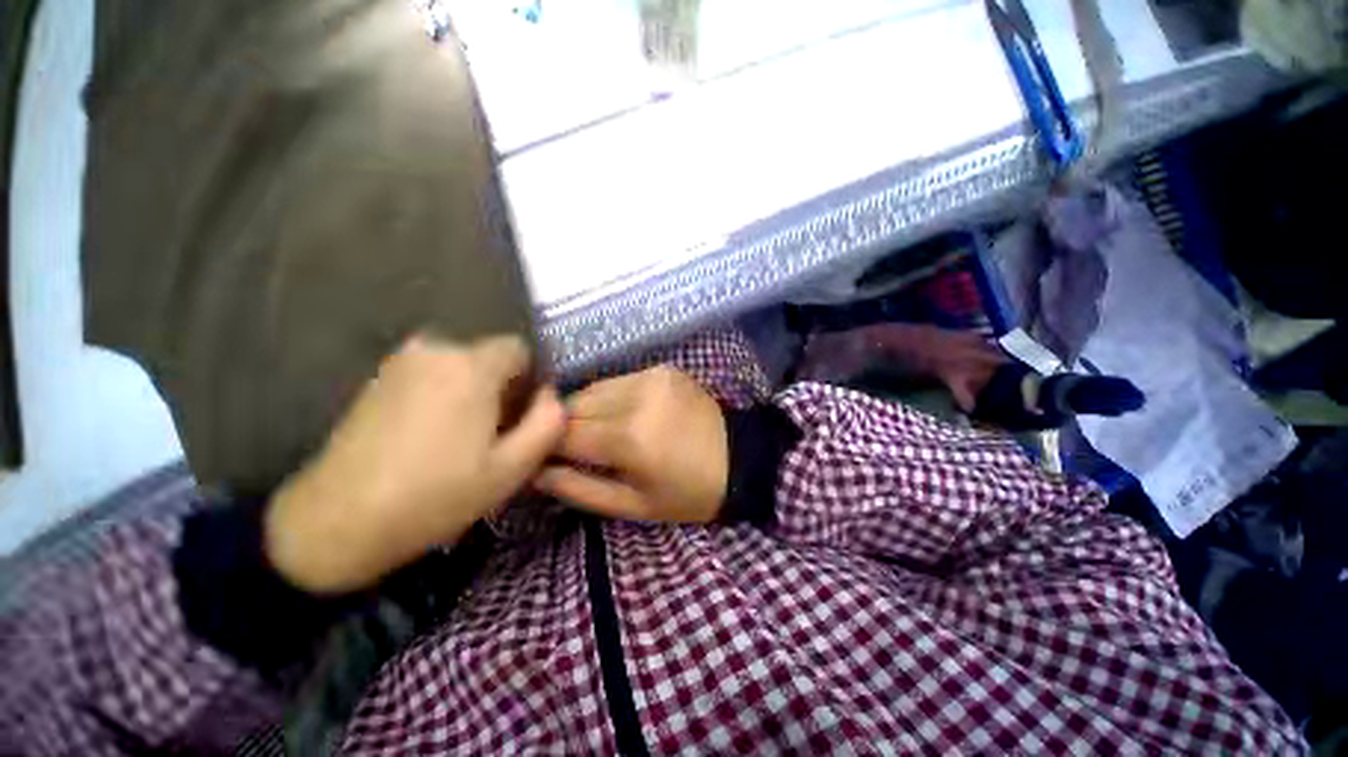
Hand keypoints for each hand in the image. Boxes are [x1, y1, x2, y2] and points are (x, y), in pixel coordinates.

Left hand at [264, 335, 564, 593]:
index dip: (529, 382)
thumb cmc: (435, 495)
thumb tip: (550, 395)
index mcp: (471, 366)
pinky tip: (428, 437)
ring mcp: (401, 361)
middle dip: (501, 389)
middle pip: (491, 358)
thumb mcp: (513, 467)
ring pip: (462, 368)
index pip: (521, 349)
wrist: (337, 521)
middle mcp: (435, 349)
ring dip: (472, 394)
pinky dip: (443, 395)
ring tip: (459, 440)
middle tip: (491, 437)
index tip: (519, 418)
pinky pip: (432, 375)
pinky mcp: (378, 377)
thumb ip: (548, 423)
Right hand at [535, 366, 727, 523]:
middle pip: (574, 404)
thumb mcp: (633, 506)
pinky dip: (610, 398)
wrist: (740, 458)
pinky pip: (618, 381)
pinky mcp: (662, 369)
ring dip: (586, 410)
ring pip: (593, 388)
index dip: (546, 447)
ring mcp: (651, 376)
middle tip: (571, 449)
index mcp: (630, 438)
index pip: (563, 434)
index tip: (542, 460)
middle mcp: (637, 397)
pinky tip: (622, 415)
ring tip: (597, 432)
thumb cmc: (688, 493)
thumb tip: (537, 473)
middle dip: (564, 428)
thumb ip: (579, 489)